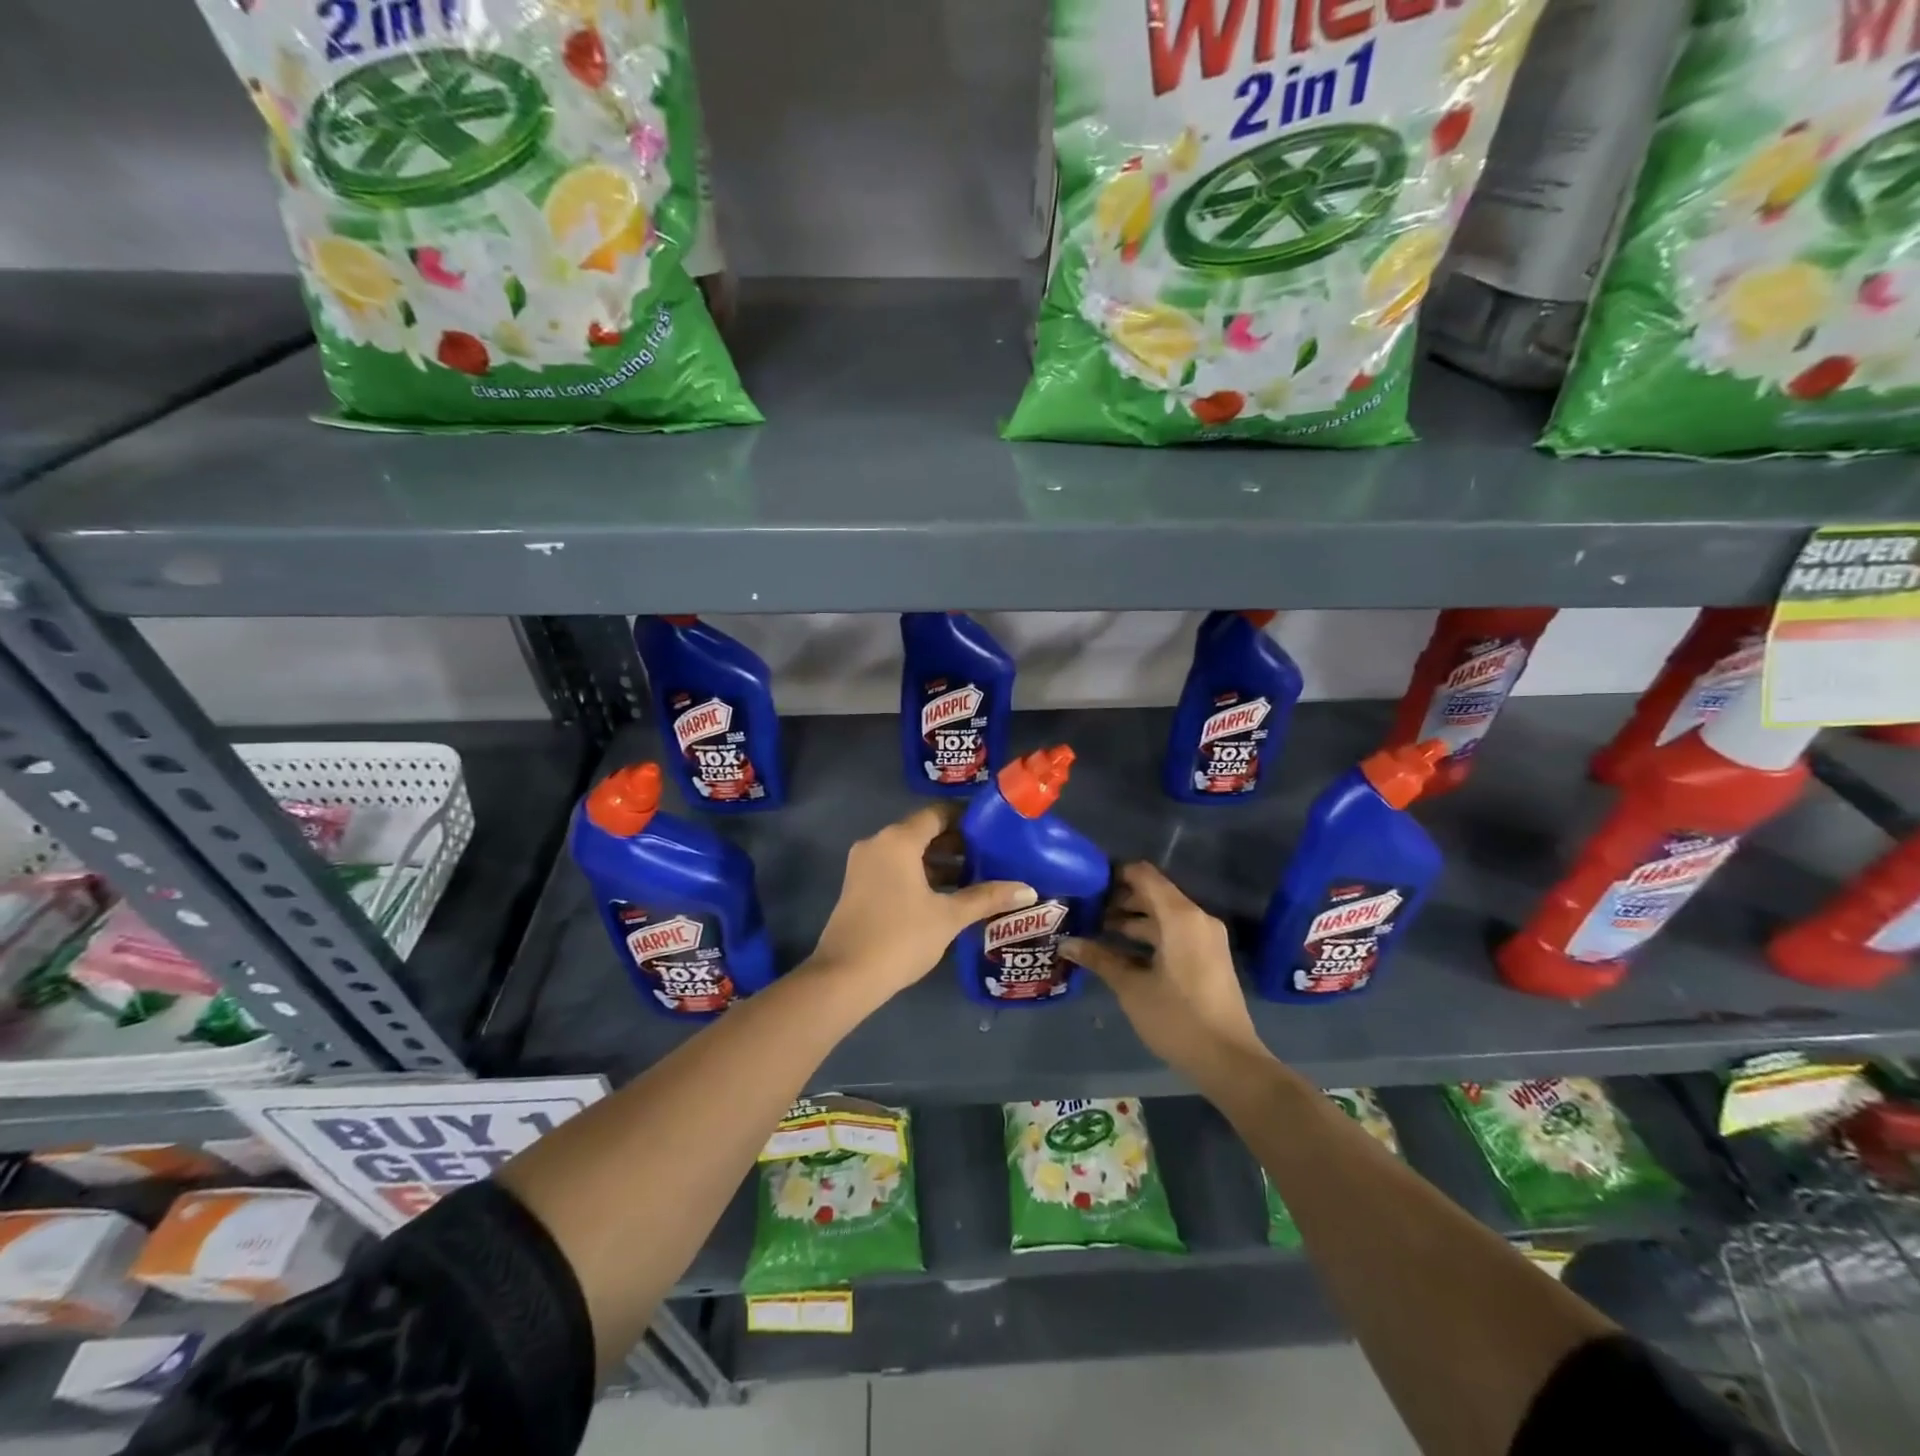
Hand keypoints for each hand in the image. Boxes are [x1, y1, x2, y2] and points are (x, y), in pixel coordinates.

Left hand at [808, 805, 1035, 997]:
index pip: (937, 813)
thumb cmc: (901, 937)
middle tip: (992, 855)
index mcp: (898, 840)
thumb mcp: (948, 917)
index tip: (994, 829)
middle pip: (922, 831)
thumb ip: (987, 897)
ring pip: (909, 852)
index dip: (967, 818)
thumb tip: (1028, 890)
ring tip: (976, 877)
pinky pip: (896, 868)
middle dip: (956, 843)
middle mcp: (878, 843)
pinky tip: (947, 896)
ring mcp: (864, 865)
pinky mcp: (858, 886)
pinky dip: (920, 875)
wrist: (845, 977)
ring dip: (939, 862)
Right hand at [1062, 862, 1269, 1083]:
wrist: (1229, 1061)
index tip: (1086, 884)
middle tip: (1085, 911)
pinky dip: (1149, 936)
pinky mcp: (1207, 956)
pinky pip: (1174, 932)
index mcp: (1180, 917)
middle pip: (1153, 894)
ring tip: (1095, 931)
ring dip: (1132, 920)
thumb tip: (1066, 943)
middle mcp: (1197, 918)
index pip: (1144, 875)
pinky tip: (1121, 952)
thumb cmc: (1177, 1018)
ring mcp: (1205, 938)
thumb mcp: (1131, 988)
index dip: (1114, 875)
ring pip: (1163, 915)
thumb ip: (1099, 959)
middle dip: (1119, 900)